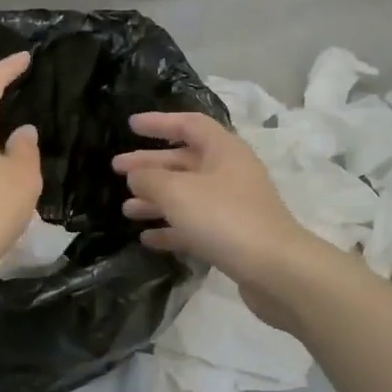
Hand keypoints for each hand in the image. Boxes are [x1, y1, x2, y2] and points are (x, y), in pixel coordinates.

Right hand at [112, 112, 320, 313]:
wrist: (275, 269)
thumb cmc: (224, 218)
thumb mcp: (177, 192)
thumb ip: (149, 179)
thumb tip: (136, 176)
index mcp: (223, 150)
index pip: (188, 124)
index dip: (159, 122)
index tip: (130, 126)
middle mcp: (230, 173)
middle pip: (184, 161)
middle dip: (150, 165)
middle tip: (116, 169)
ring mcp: (233, 206)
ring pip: (187, 195)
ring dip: (156, 199)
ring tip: (126, 209)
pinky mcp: (233, 237)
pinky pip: (195, 225)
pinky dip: (171, 228)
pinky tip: (147, 238)